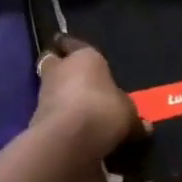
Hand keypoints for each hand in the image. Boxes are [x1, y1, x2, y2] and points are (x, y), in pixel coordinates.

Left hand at [31, 36, 140, 159]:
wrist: (68, 139)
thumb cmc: (103, 110)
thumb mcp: (129, 115)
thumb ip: (133, 118)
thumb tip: (145, 127)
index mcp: (84, 56)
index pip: (73, 43)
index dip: (72, 46)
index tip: (70, 47)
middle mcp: (60, 68)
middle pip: (54, 62)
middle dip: (60, 68)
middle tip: (73, 79)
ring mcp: (44, 92)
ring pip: (50, 87)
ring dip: (59, 95)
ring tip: (76, 109)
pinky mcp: (36, 117)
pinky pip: (50, 112)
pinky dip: (58, 118)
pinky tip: (71, 129)